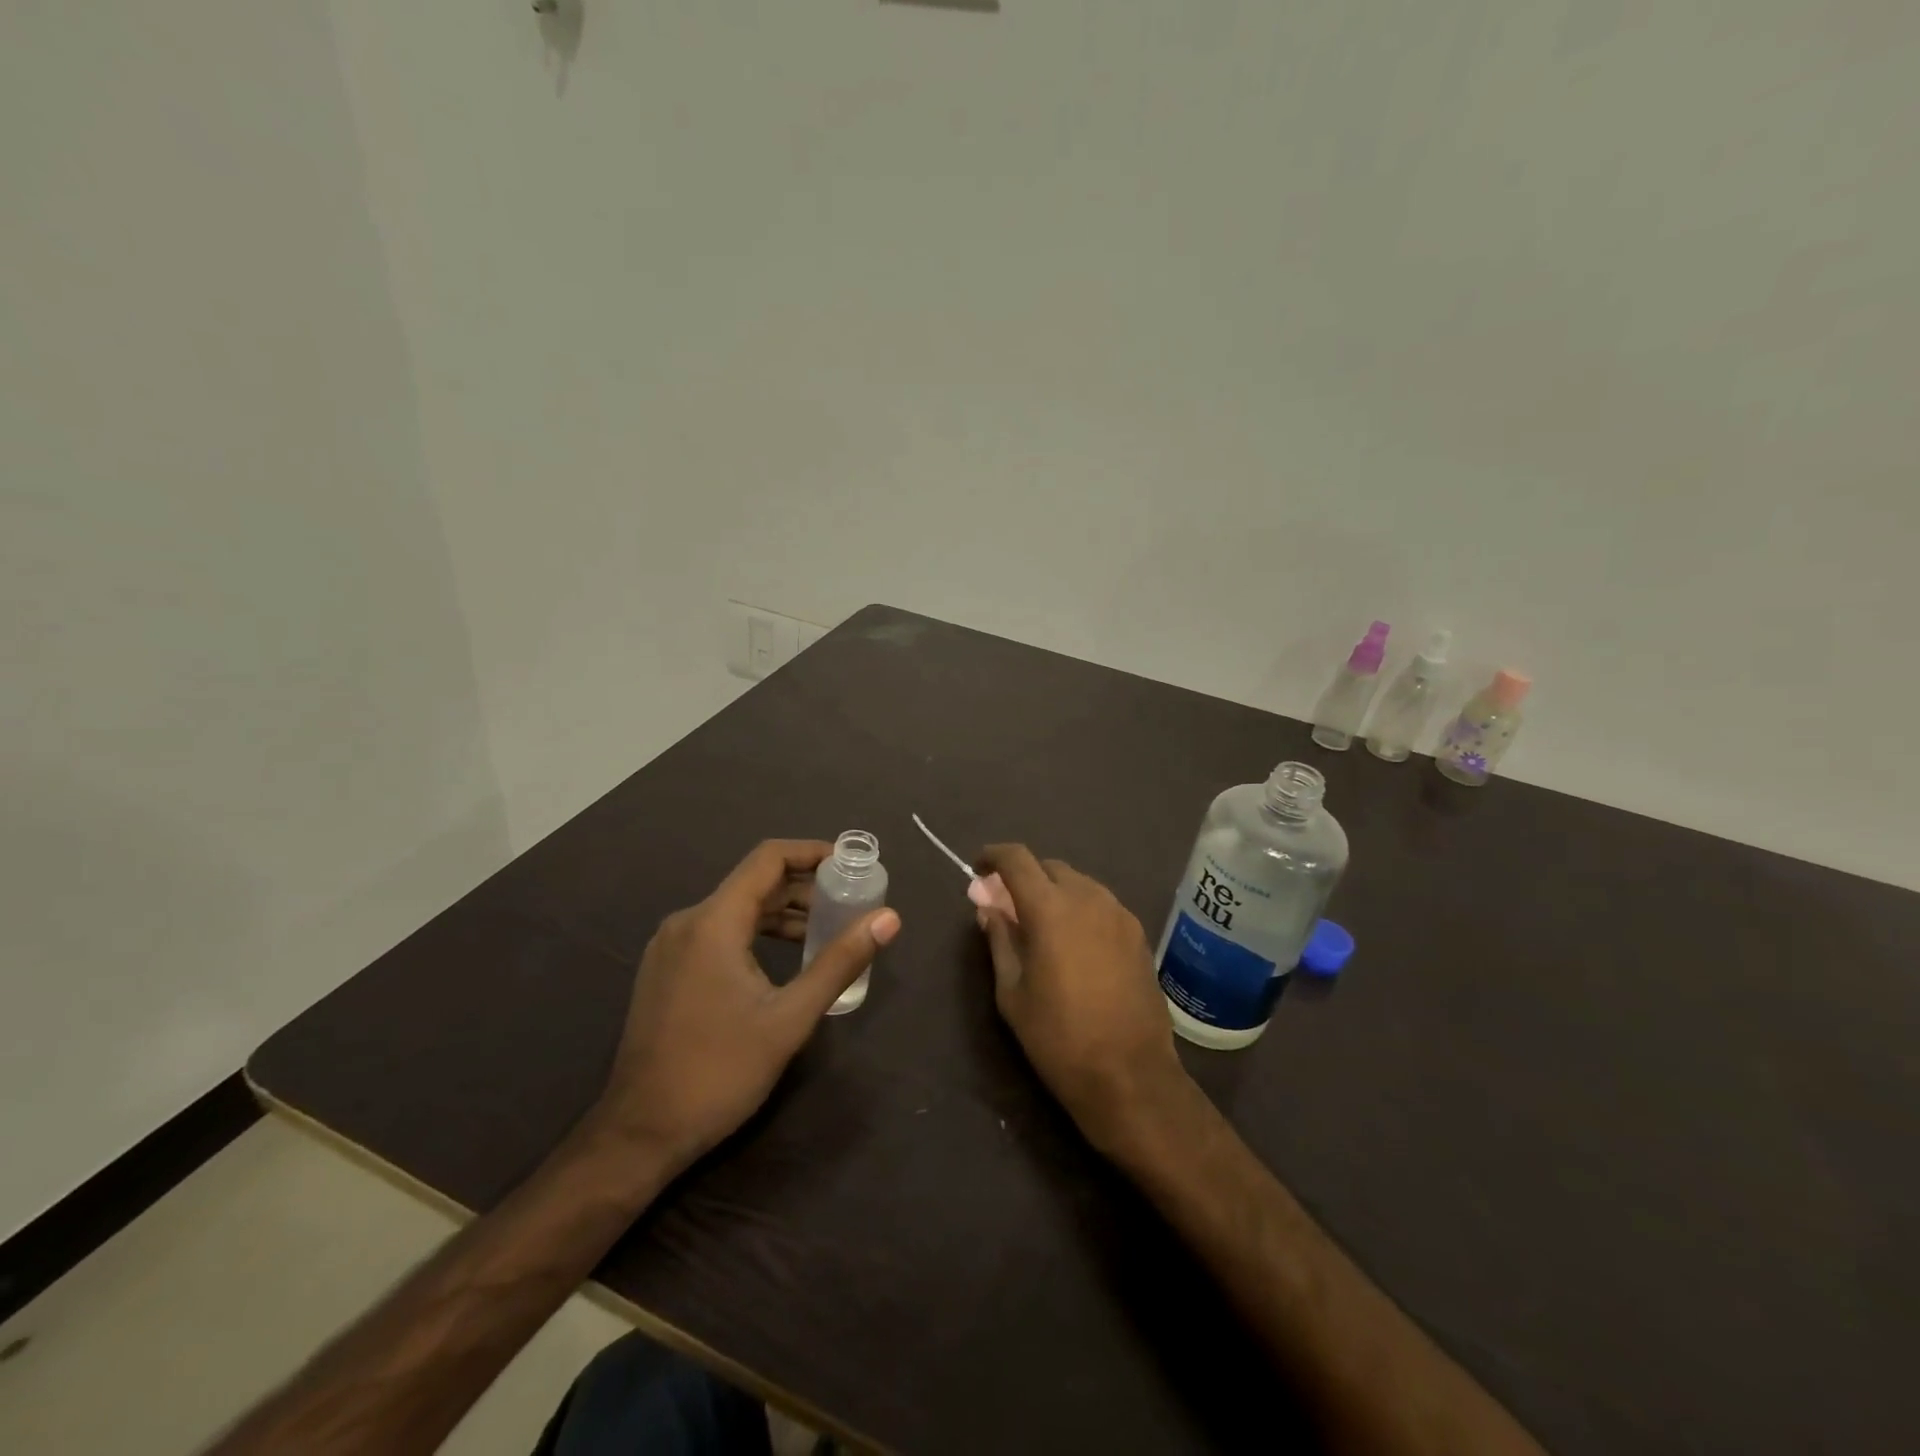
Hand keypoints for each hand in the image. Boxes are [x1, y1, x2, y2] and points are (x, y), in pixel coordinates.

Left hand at [594, 839, 900, 1167]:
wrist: (639, 1134)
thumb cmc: (719, 1073)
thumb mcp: (789, 1018)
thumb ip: (839, 962)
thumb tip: (888, 918)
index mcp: (713, 922)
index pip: (768, 859)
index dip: (812, 852)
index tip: (850, 863)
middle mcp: (687, 922)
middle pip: (753, 882)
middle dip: (804, 886)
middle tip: (849, 901)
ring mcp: (671, 947)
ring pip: (736, 909)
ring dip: (782, 912)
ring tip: (827, 930)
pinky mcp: (666, 970)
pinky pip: (718, 932)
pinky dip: (756, 932)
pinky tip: (784, 958)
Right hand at [974, 845, 1189, 1153]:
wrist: (1130, 1075)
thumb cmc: (1058, 1037)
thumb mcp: (1012, 992)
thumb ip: (1000, 940)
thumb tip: (989, 909)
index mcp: (1050, 908)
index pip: (1017, 859)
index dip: (994, 855)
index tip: (979, 869)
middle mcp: (1088, 898)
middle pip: (1049, 866)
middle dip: (1024, 877)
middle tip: (1007, 906)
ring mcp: (1118, 913)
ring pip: (1078, 883)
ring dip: (1054, 891)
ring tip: (1040, 925)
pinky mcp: (1138, 933)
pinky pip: (1100, 904)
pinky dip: (1079, 908)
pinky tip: (1073, 942)